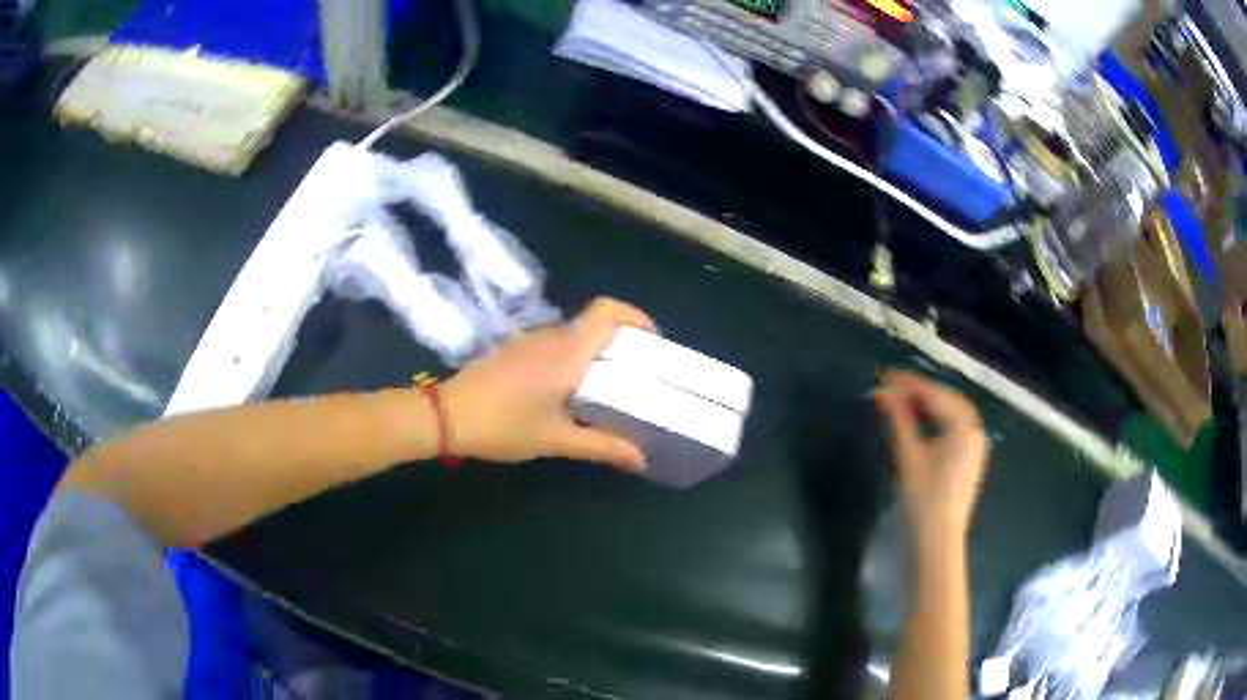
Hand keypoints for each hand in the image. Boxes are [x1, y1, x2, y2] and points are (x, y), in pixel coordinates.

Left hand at [440, 297, 653, 470]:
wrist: (446, 416)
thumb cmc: (504, 425)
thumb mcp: (556, 439)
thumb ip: (602, 445)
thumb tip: (641, 458)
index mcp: (567, 351)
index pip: (607, 311)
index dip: (635, 317)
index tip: (652, 343)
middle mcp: (550, 336)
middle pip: (595, 323)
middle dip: (621, 342)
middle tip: (638, 374)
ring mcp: (529, 341)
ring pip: (574, 335)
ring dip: (595, 352)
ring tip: (610, 386)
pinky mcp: (514, 351)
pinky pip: (554, 345)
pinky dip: (573, 359)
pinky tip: (571, 391)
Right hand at [875, 370, 988, 540]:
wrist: (937, 539)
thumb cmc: (923, 497)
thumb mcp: (909, 454)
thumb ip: (898, 419)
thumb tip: (883, 391)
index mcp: (964, 425)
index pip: (934, 395)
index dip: (908, 384)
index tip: (885, 376)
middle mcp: (975, 429)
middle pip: (946, 400)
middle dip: (920, 392)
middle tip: (892, 388)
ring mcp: (975, 444)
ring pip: (951, 413)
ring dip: (929, 405)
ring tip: (902, 403)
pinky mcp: (970, 457)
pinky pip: (955, 427)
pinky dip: (937, 420)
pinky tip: (920, 423)